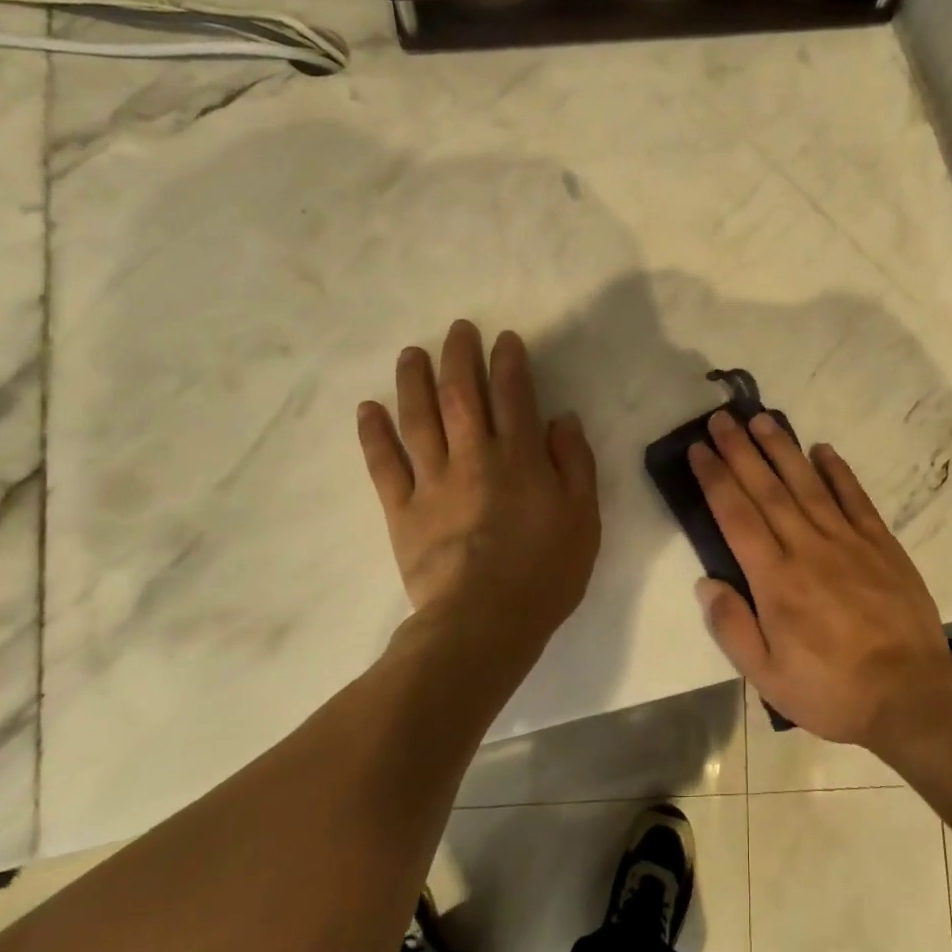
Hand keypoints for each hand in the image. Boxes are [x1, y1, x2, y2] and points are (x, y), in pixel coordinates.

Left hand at [357, 321, 599, 673]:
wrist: (484, 622)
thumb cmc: (546, 570)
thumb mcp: (583, 516)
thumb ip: (574, 463)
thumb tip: (561, 419)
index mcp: (520, 458)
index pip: (514, 395)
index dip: (508, 363)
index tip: (503, 338)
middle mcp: (474, 457)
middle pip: (462, 395)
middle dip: (460, 357)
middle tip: (457, 329)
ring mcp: (433, 482)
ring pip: (419, 420)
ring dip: (414, 382)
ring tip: (411, 354)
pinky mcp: (402, 511)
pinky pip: (384, 465)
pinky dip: (374, 435)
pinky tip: (368, 408)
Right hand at [688, 410, 951, 745]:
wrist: (910, 694)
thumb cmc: (831, 690)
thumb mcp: (767, 677)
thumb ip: (732, 627)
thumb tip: (705, 583)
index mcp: (775, 580)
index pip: (736, 516)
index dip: (715, 478)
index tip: (699, 449)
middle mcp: (807, 548)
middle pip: (767, 489)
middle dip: (741, 450)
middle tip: (722, 419)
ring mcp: (848, 541)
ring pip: (808, 484)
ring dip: (783, 449)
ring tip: (762, 419)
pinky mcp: (881, 544)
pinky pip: (855, 498)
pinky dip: (838, 471)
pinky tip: (823, 449)